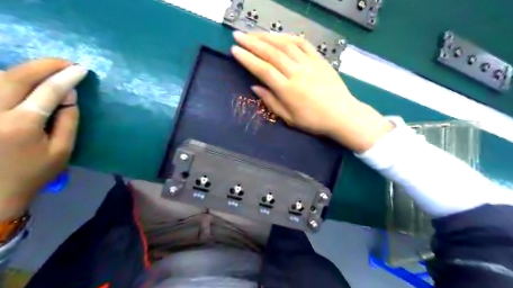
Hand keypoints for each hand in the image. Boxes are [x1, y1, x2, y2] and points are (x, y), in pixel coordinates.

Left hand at [0, 59, 85, 220]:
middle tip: (66, 63)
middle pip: (17, 77)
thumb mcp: (62, 151)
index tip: (82, 69)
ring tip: (46, 70)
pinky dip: (4, 78)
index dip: (66, 77)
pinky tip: (19, 79)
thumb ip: (68, 121)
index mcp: (21, 125)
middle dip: (44, 66)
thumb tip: (70, 95)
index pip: (48, 92)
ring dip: (24, 70)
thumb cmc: (34, 173)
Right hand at [232, 30, 393, 151]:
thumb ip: (271, 101)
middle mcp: (297, 73)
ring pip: (285, 44)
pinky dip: (288, 37)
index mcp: (288, 90)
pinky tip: (279, 36)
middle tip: (238, 35)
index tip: (234, 50)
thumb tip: (255, 87)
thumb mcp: (289, 118)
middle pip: (271, 53)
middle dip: (252, 43)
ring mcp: (309, 64)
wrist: (342, 115)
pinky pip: (302, 43)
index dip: (247, 59)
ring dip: (267, 37)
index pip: (263, 70)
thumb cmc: (314, 121)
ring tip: (254, 34)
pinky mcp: (319, 59)